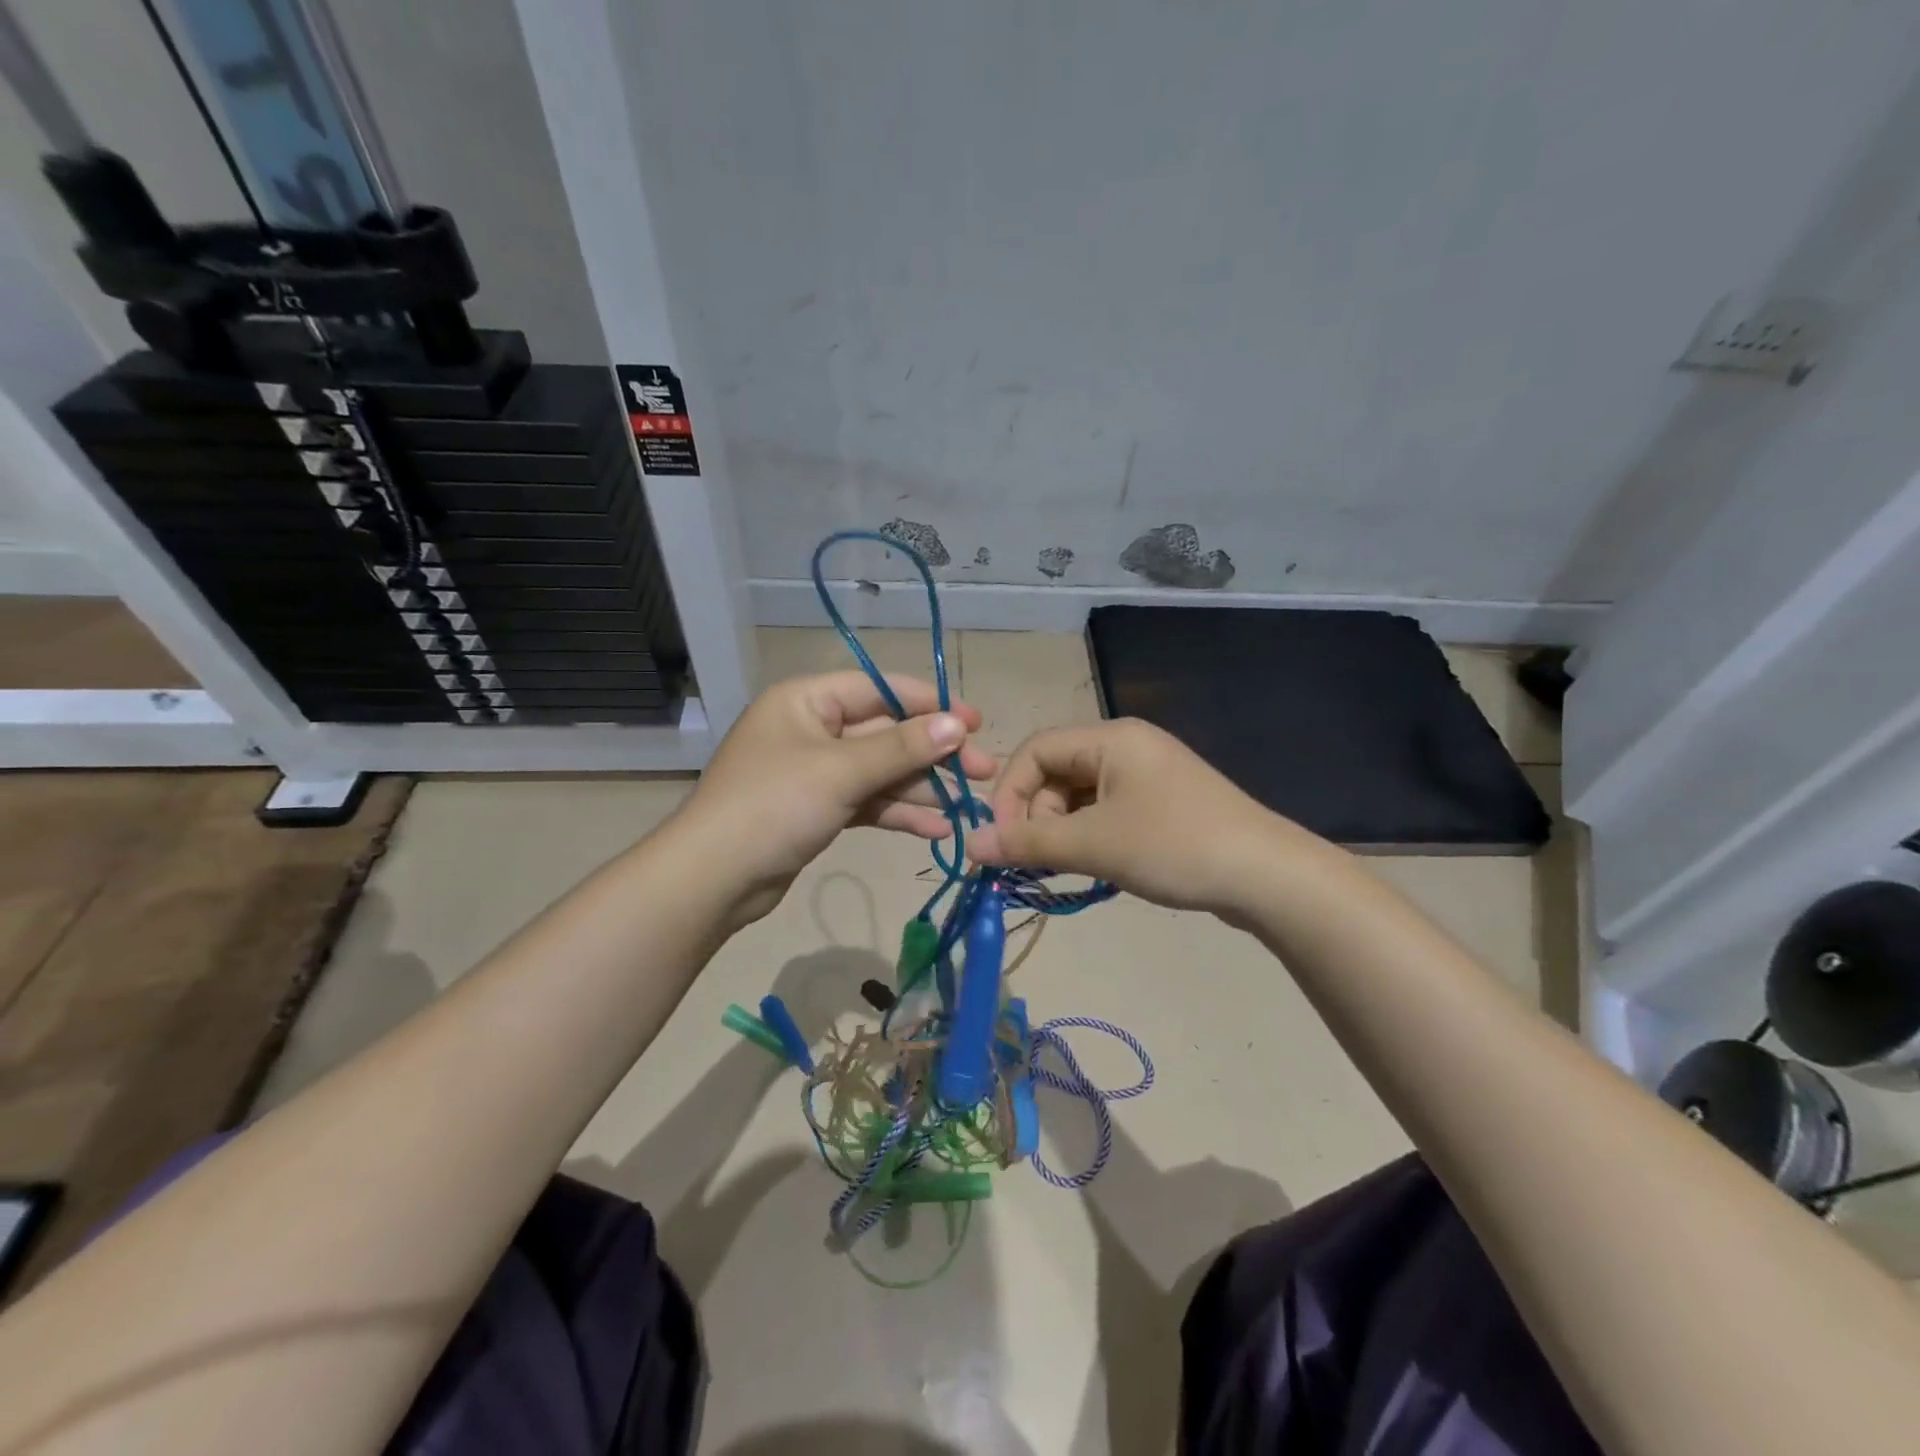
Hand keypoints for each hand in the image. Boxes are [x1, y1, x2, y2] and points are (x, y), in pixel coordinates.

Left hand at [675, 671, 995, 925]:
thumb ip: (902, 746)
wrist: (715, 879)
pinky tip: (937, 830)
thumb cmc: (774, 806)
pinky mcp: (819, 809)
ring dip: (922, 789)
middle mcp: (813, 729)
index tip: (974, 721)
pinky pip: (868, 801)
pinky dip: (899, 813)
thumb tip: (958, 723)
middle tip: (984, 770)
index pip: (880, 689)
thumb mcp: (842, 771)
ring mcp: (816, 772)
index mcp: (808, 700)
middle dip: (933, 754)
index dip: (930, 703)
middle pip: (886, 733)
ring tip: (969, 807)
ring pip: (881, 771)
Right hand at [967, 718, 1284, 915]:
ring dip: (1061, 832)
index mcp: (1110, 738)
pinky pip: (1106, 812)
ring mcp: (1146, 775)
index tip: (1002, 841)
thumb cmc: (1175, 846)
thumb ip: (1028, 844)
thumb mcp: (1095, 844)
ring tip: (1063, 870)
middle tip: (1037, 863)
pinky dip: (1088, 837)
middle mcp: (1126, 747)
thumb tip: (970, 846)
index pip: (1034, 750)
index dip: (1008, 793)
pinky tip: (1092, 867)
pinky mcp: (1161, 804)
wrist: (1267, 876)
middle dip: (1036, 818)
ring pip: (1079, 797)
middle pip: (1055, 773)